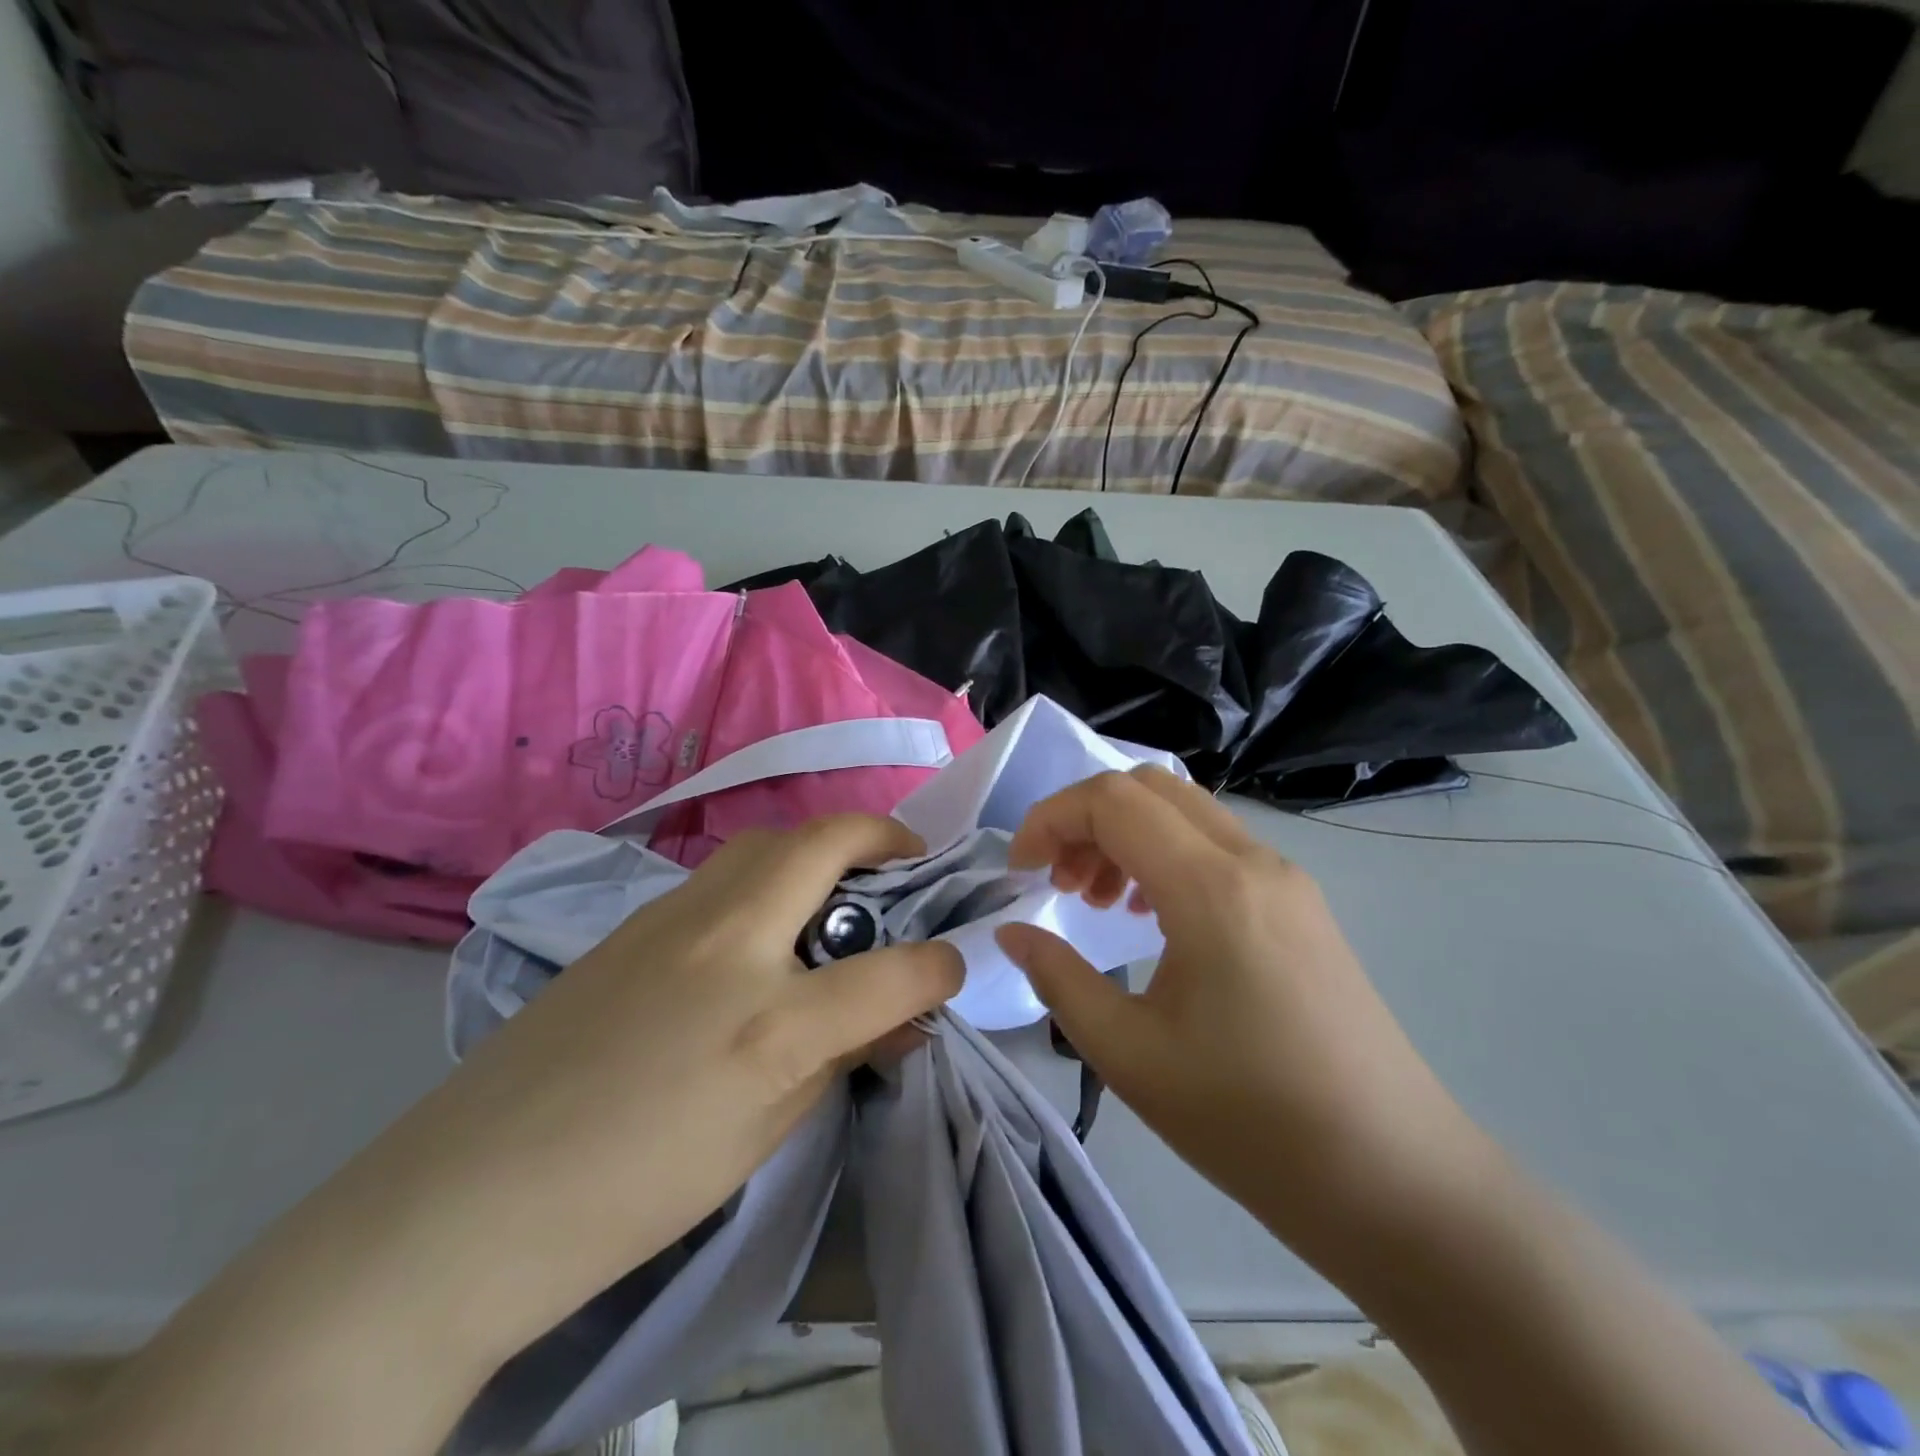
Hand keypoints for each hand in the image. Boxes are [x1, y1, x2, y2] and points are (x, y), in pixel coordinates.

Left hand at [284, 815, 962, 1368]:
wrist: (469, 1198)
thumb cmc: (633, 1190)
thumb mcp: (762, 1136)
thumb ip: (839, 1061)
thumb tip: (897, 1021)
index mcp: (770, 1022)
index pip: (892, 971)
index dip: (939, 966)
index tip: (952, 966)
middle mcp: (728, 943)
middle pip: (823, 843)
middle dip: (882, 837)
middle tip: (906, 862)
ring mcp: (672, 918)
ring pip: (766, 841)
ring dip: (818, 846)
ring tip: (837, 885)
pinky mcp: (632, 920)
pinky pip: (721, 873)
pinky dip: (766, 874)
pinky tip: (761, 924)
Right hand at [995, 767, 1479, 1254]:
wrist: (1394, 1178)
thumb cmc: (1250, 1121)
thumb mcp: (1130, 1054)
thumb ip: (1058, 978)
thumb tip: (1012, 933)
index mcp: (1210, 887)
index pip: (1112, 801)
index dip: (1051, 819)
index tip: (1021, 872)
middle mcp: (1252, 861)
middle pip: (1149, 786)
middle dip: (1085, 819)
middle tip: (1059, 883)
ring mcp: (1285, 878)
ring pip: (1186, 811)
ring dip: (1126, 835)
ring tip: (1099, 903)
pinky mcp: (1301, 904)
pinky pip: (1218, 845)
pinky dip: (1166, 855)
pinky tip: (1153, 918)